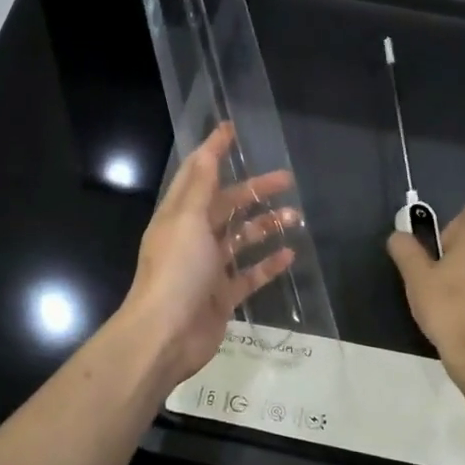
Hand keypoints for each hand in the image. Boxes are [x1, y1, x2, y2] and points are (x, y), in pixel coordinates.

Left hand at [122, 123, 298, 387]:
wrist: (166, 335)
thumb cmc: (176, 271)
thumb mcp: (187, 219)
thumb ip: (201, 183)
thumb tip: (209, 145)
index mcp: (179, 215)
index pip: (198, 174)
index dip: (214, 151)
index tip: (234, 130)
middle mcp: (193, 237)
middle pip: (227, 205)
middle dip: (255, 191)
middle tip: (287, 179)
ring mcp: (208, 268)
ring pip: (242, 239)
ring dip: (267, 226)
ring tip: (297, 216)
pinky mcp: (222, 295)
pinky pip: (250, 274)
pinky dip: (268, 264)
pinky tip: (291, 254)